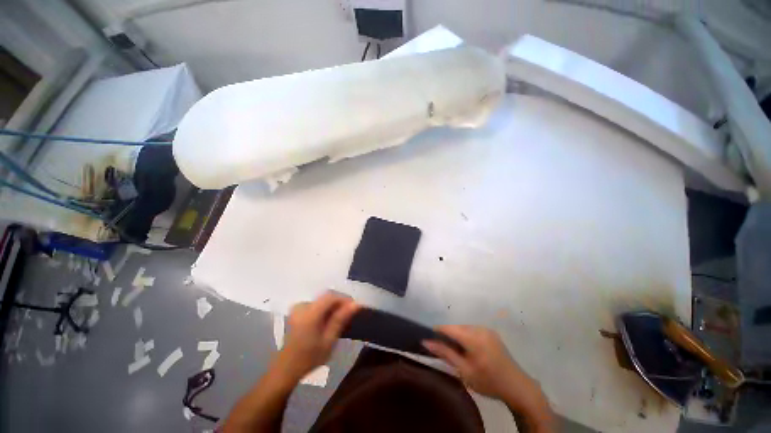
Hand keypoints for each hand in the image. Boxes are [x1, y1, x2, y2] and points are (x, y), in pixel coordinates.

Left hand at [275, 292, 359, 380]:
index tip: (355, 307)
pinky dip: (325, 308)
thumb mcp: (329, 340)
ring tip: (341, 317)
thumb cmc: (310, 357)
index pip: (331, 296)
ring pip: (322, 300)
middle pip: (326, 296)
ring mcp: (298, 307)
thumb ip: (341, 319)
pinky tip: (329, 318)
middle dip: (340, 302)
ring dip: (333, 305)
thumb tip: (356, 304)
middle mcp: (303, 306)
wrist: (287, 368)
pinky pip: (317, 303)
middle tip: (350, 313)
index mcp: (310, 313)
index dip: (345, 299)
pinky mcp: (298, 310)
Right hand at [423, 325, 552, 425]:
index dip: (437, 331)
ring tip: (455, 350)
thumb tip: (426, 342)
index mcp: (473, 337)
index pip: (449, 328)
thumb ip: (445, 353)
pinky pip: (473, 330)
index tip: (429, 338)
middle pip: (456, 327)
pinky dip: (466, 336)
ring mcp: (487, 330)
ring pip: (464, 328)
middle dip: (447, 335)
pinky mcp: (491, 333)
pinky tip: (467, 348)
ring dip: (457, 335)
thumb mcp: (464, 370)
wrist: (517, 387)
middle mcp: (479, 329)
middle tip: (442, 349)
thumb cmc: (488, 381)